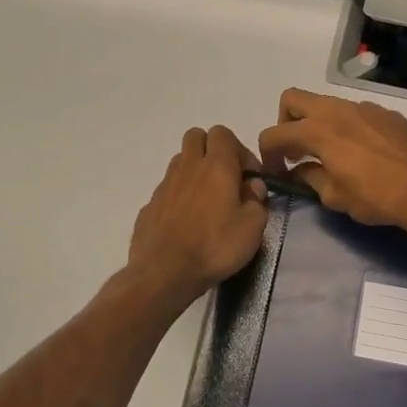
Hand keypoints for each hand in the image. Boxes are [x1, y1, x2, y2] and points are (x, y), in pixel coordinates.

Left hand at [126, 126, 269, 305]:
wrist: (165, 273)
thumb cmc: (215, 247)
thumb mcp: (253, 227)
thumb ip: (257, 200)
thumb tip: (252, 186)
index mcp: (216, 166)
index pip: (223, 133)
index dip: (239, 150)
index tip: (249, 177)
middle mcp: (187, 167)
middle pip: (196, 136)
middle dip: (212, 150)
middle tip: (225, 178)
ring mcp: (165, 185)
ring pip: (180, 161)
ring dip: (194, 171)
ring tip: (206, 201)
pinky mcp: (150, 205)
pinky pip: (167, 188)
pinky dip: (179, 196)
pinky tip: (186, 222)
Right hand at [257, 89, 406, 238]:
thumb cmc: (377, 197)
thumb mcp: (335, 197)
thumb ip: (310, 178)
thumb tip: (299, 171)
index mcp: (318, 130)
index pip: (274, 134)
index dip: (267, 154)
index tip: (276, 172)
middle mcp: (337, 110)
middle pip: (293, 99)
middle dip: (285, 122)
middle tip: (295, 150)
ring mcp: (364, 107)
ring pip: (327, 104)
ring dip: (318, 123)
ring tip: (330, 154)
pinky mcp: (387, 113)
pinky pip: (355, 113)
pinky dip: (346, 127)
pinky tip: (362, 153)